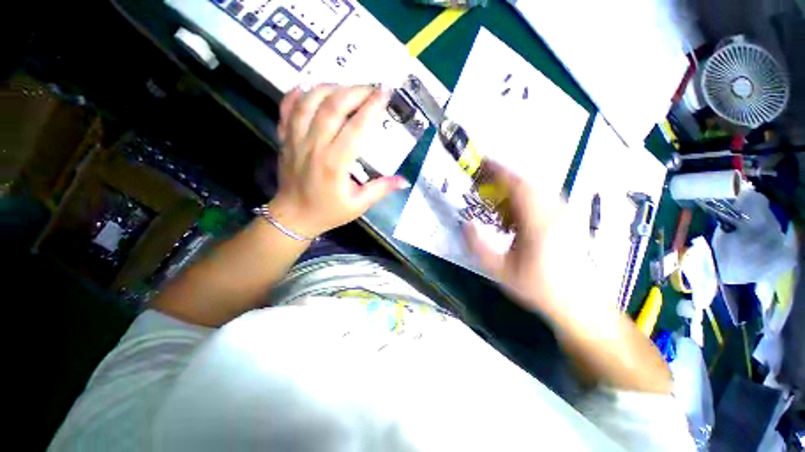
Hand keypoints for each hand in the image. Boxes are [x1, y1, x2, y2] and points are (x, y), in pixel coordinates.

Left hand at [271, 84, 408, 237]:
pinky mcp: (284, 138)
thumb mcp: (359, 205)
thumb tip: (404, 180)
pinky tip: (311, 88)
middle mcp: (314, 146)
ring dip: (329, 87)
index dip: (372, 107)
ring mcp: (295, 139)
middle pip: (332, 106)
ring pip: (309, 101)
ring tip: (346, 87)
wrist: (294, 216)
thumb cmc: (329, 211)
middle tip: (371, 88)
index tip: (385, 93)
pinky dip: (298, 93)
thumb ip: (381, 189)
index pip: (356, 127)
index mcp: (335, 163)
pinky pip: (287, 108)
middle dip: (355, 91)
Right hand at [463, 162, 596, 321]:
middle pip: (528, 183)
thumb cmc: (539, 288)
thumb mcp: (501, 271)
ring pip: (538, 190)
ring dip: (515, 188)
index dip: (499, 171)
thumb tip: (466, 224)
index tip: (483, 163)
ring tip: (498, 198)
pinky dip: (527, 198)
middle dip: (504, 178)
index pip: (518, 186)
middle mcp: (554, 213)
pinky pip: (545, 199)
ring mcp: (564, 216)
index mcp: (538, 223)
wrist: (580, 305)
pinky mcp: (568, 221)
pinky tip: (516, 214)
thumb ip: (479, 247)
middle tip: (485, 181)